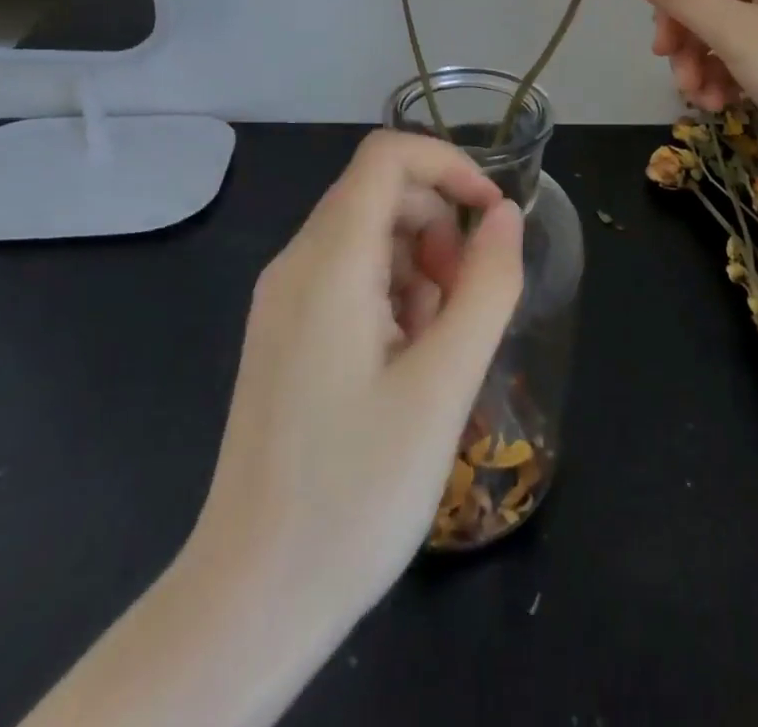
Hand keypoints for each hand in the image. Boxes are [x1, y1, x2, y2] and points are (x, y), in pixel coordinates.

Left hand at [189, 131, 523, 641]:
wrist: (252, 600)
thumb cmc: (356, 489)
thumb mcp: (444, 383)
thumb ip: (486, 285)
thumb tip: (504, 215)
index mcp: (327, 263)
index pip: (387, 156)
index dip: (450, 165)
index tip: (492, 217)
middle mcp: (296, 265)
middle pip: (382, 195)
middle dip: (441, 229)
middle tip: (466, 305)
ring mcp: (285, 301)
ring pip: (371, 237)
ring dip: (422, 269)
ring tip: (438, 348)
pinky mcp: (286, 334)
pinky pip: (351, 278)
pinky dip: (395, 297)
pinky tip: (406, 364)